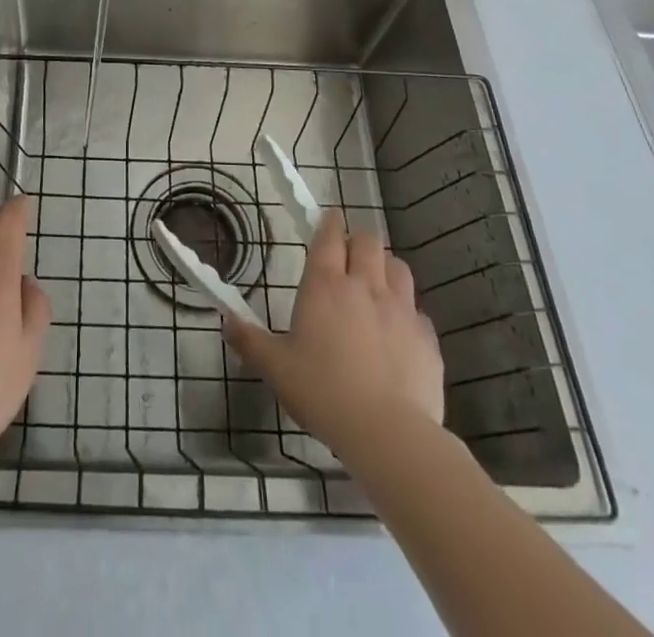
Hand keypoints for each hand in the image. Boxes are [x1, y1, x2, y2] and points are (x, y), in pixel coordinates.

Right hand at [225, 210, 444, 462]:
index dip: (328, 223)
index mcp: (326, 285)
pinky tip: (399, 333)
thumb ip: (250, 341)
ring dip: (385, 268)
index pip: (329, 236)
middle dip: (358, 242)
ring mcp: (402, 310)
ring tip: (376, 285)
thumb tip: (226, 322)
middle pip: (368, 241)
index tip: (327, 219)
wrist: (389, 433)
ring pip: (398, 267)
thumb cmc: (323, 392)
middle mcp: (365, 286)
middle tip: (348, 257)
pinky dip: (408, 313)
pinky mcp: (427, 338)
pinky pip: (418, 311)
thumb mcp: (276, 368)